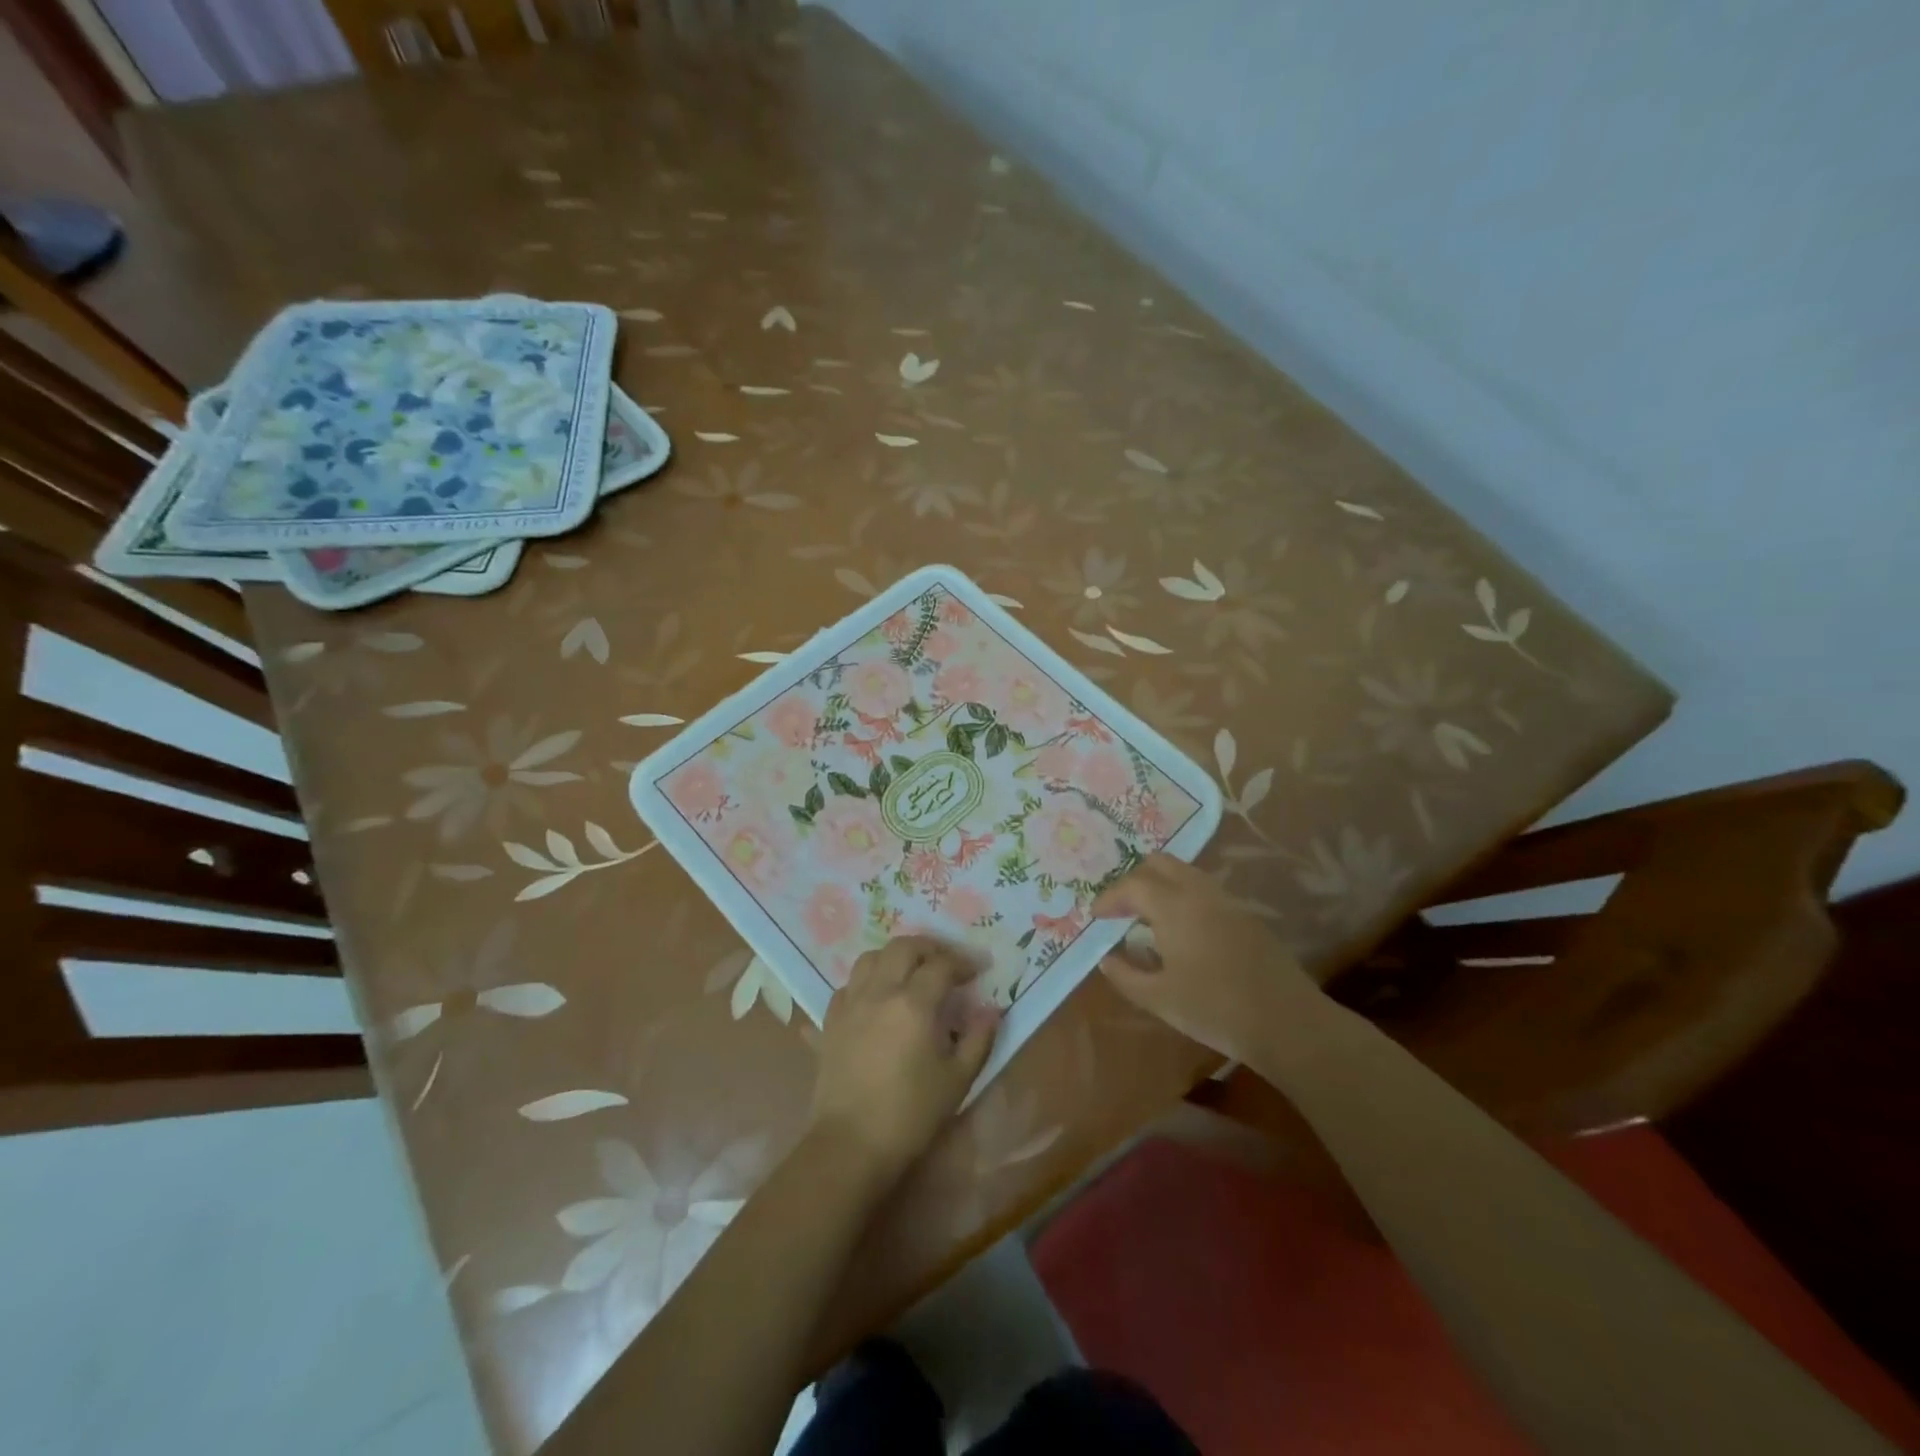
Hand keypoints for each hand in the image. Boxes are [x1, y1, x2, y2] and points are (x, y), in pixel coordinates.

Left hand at [810, 936, 999, 1180]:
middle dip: (929, 947)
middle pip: (903, 947)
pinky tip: (874, 999)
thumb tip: (991, 1010)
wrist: (850, 1145)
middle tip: (946, 962)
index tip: (978, 970)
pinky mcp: (829, 1023)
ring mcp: (850, 1004)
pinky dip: (864, 983)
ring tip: (908, 973)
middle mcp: (880, 992)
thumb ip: (978, 1039)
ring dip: (893, 957)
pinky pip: (846, 987)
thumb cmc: (911, 1114)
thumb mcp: (957, 1079)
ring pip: (869, 958)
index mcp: (914, 1003)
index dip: (964, 962)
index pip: (942, 965)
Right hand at [1092, 853, 1314, 1061]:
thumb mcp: (1159, 999)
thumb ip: (1126, 975)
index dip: (1110, 897)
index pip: (1133, 885)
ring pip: (1186, 873)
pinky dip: (1183, 897)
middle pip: (1161, 864)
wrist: (1287, 1023)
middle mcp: (1200, 893)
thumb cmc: (1214, 1009)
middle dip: (1135, 879)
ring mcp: (1227, 902)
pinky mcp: (1246, 916)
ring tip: (1147, 916)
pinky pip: (1205, 890)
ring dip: (1161, 885)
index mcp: (1174, 907)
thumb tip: (1107, 959)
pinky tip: (1181, 930)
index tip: (1096, 915)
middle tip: (1121, 907)